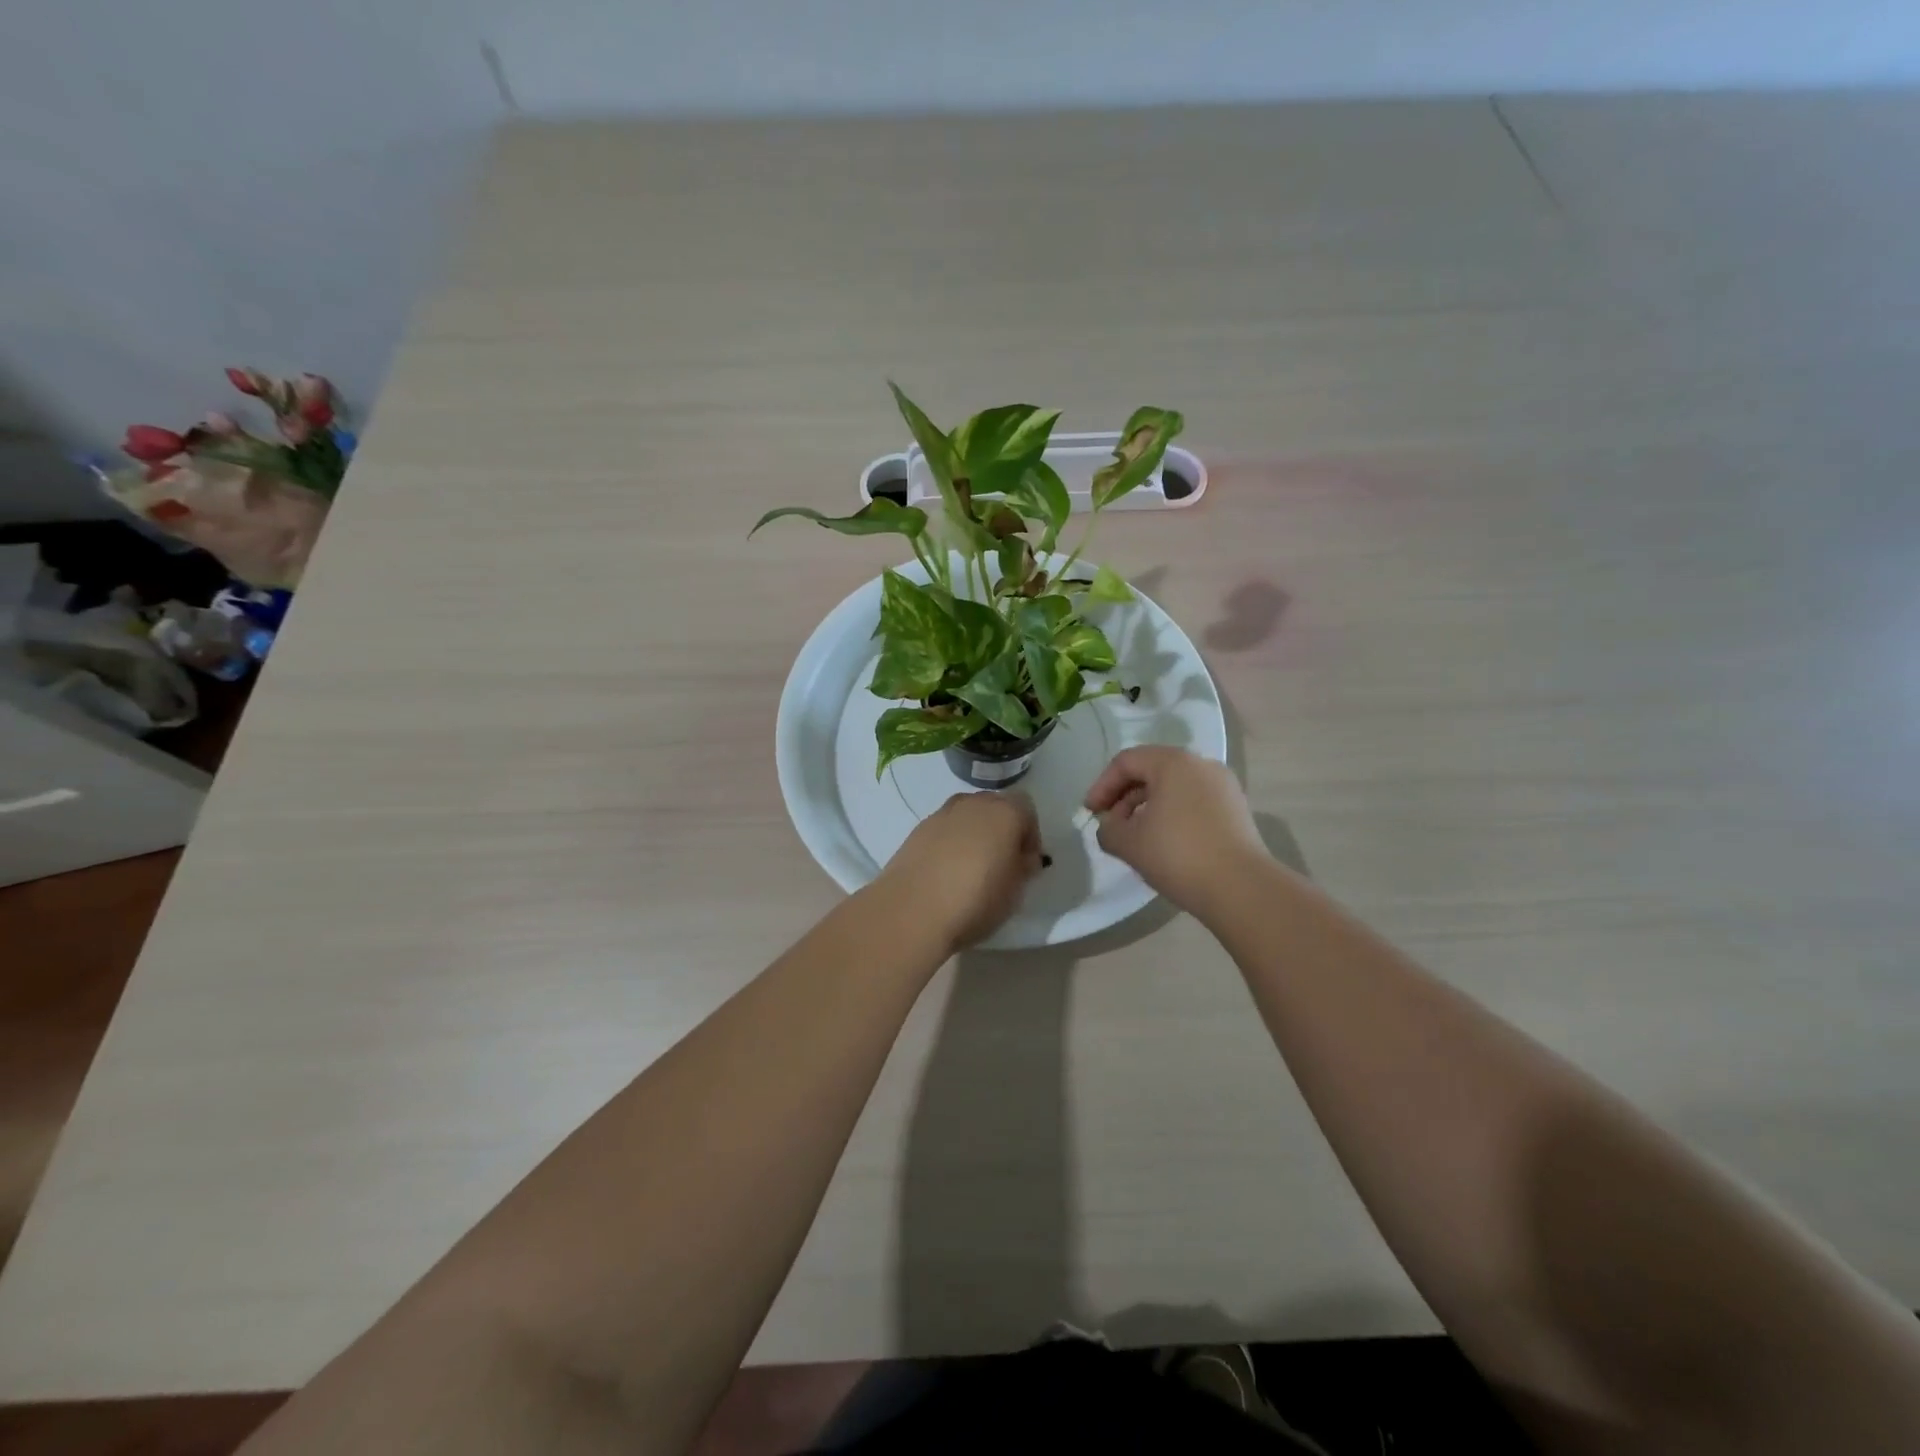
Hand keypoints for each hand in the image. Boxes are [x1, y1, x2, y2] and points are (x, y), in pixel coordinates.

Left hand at [875, 791, 1043, 950]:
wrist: (911, 910)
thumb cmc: (975, 900)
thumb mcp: (1015, 892)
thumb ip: (1024, 868)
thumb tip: (1022, 858)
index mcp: (1003, 813)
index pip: (1026, 809)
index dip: (1030, 835)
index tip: (1026, 863)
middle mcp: (973, 804)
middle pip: (995, 806)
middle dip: (1002, 829)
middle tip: (1002, 863)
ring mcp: (941, 814)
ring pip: (967, 815)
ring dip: (975, 833)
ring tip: (972, 867)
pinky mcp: (917, 830)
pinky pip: (944, 829)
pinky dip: (950, 842)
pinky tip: (947, 872)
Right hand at [1085, 747, 1266, 916]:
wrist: (1241, 888)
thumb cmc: (1178, 855)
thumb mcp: (1128, 843)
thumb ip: (1108, 830)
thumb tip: (1111, 828)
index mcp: (1173, 762)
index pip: (1126, 762)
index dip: (1102, 785)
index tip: (1091, 813)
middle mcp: (1201, 765)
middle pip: (1151, 770)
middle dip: (1124, 796)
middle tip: (1111, 825)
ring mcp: (1223, 786)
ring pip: (1174, 787)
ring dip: (1147, 807)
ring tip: (1136, 837)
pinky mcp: (1236, 810)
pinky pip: (1193, 801)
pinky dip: (1172, 814)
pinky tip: (1165, 843)